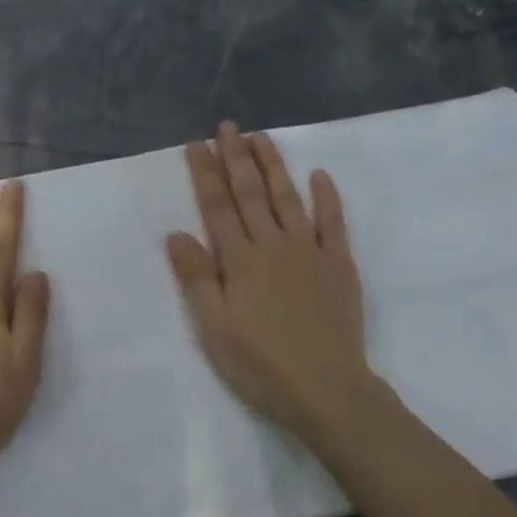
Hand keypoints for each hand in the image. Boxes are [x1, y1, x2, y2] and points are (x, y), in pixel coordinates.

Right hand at [167, 122, 374, 446]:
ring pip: (288, 198)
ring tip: (261, 137)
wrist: (326, 389)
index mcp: (239, 260)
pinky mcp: (339, 265)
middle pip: (250, 193)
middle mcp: (273, 245)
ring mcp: (309, 252)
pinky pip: (333, 222)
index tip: (197, 144)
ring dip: (273, 166)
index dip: (206, 173)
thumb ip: (196, 278)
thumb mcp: (213, 328)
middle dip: (236, 157)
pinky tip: (320, 175)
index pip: (217, 206)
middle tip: (227, 127)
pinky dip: (327, 197)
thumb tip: (177, 233)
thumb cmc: (260, 364)